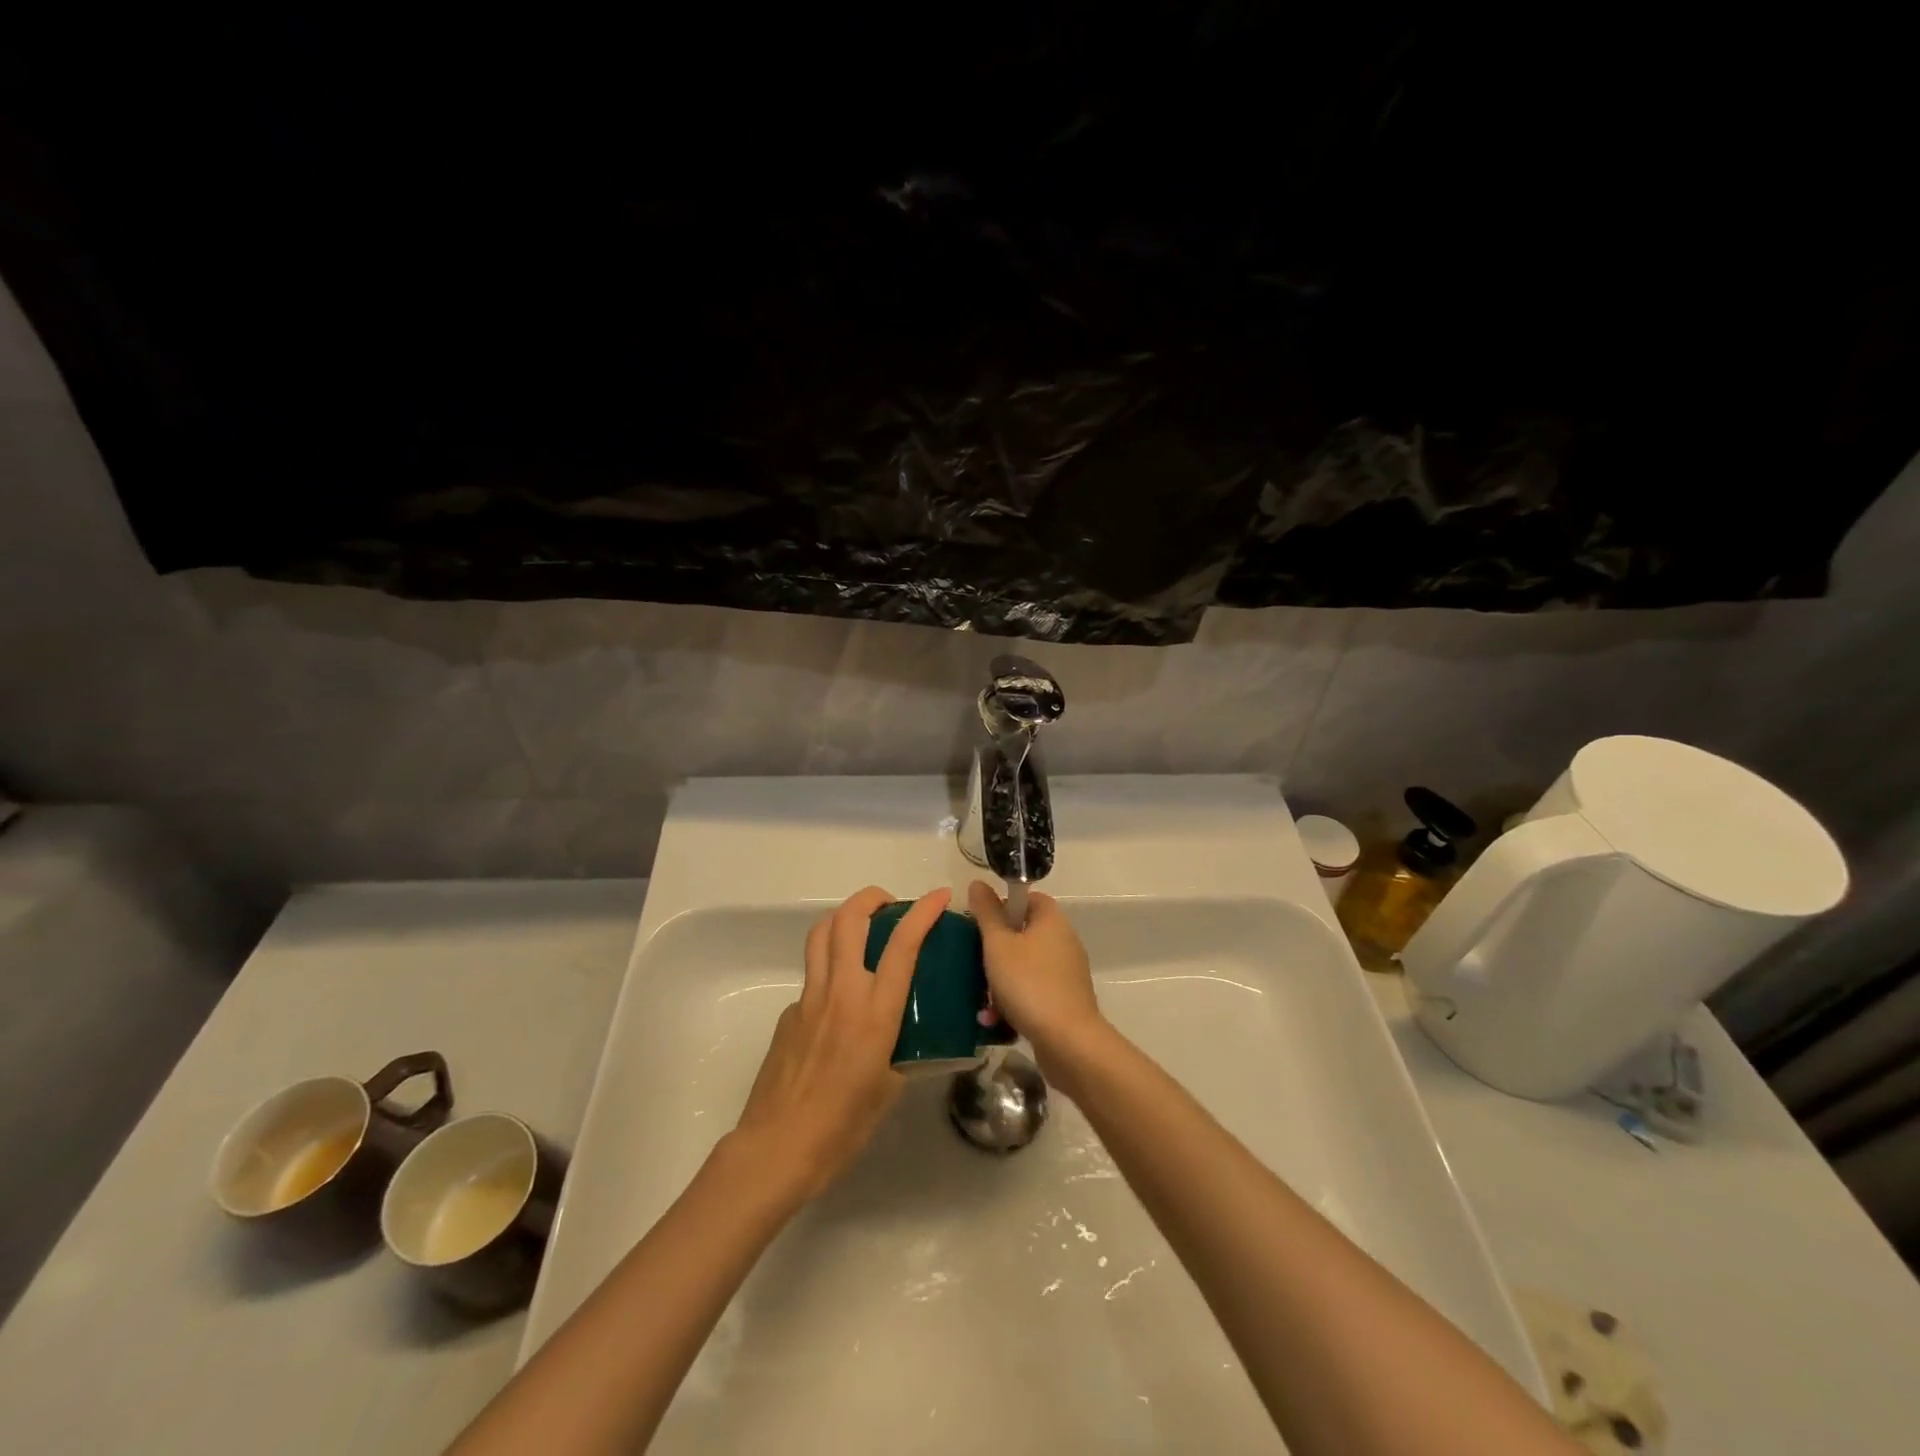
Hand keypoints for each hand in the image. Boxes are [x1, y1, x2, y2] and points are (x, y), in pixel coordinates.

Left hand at [731, 885, 950, 1201]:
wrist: (778, 1147)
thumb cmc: (842, 1127)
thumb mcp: (889, 1089)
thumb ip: (902, 1053)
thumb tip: (907, 1040)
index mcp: (876, 1011)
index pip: (903, 944)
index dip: (923, 912)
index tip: (938, 896)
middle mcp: (841, 992)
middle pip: (849, 919)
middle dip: (872, 898)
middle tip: (890, 906)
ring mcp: (809, 998)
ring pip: (821, 934)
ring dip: (844, 919)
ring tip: (862, 930)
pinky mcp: (789, 1012)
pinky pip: (811, 975)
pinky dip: (829, 968)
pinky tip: (839, 1001)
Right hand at [967, 881, 1105, 1087]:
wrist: (1068, 1041)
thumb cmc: (1029, 983)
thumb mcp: (998, 944)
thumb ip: (986, 913)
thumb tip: (978, 883)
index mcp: (1052, 920)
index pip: (1028, 897)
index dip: (1003, 906)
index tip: (981, 924)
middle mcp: (1064, 941)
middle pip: (1023, 933)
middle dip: (995, 950)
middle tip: (975, 962)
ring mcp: (1066, 972)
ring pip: (1024, 965)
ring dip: (1000, 981)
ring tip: (982, 1001)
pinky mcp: (1065, 1000)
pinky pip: (1033, 990)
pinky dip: (1014, 1001)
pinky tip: (994, 1020)